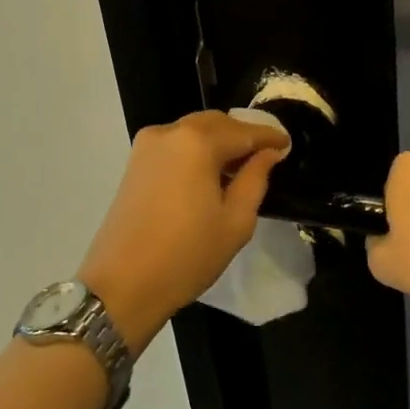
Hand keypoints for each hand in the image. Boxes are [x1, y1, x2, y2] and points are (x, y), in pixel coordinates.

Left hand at [79, 110, 289, 352]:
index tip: (287, 145)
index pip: (243, 131)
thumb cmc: (187, 256)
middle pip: (216, 123)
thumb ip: (255, 179)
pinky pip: (175, 144)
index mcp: (197, 142)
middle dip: (242, 135)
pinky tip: (208, 175)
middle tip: (265, 157)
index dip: (269, 137)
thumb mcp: (235, 222)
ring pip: (193, 130)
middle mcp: (170, 132)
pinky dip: (196, 150)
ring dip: (218, 141)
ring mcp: (147, 145)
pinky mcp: (134, 161)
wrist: (122, 285)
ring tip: (238, 169)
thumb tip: (268, 153)